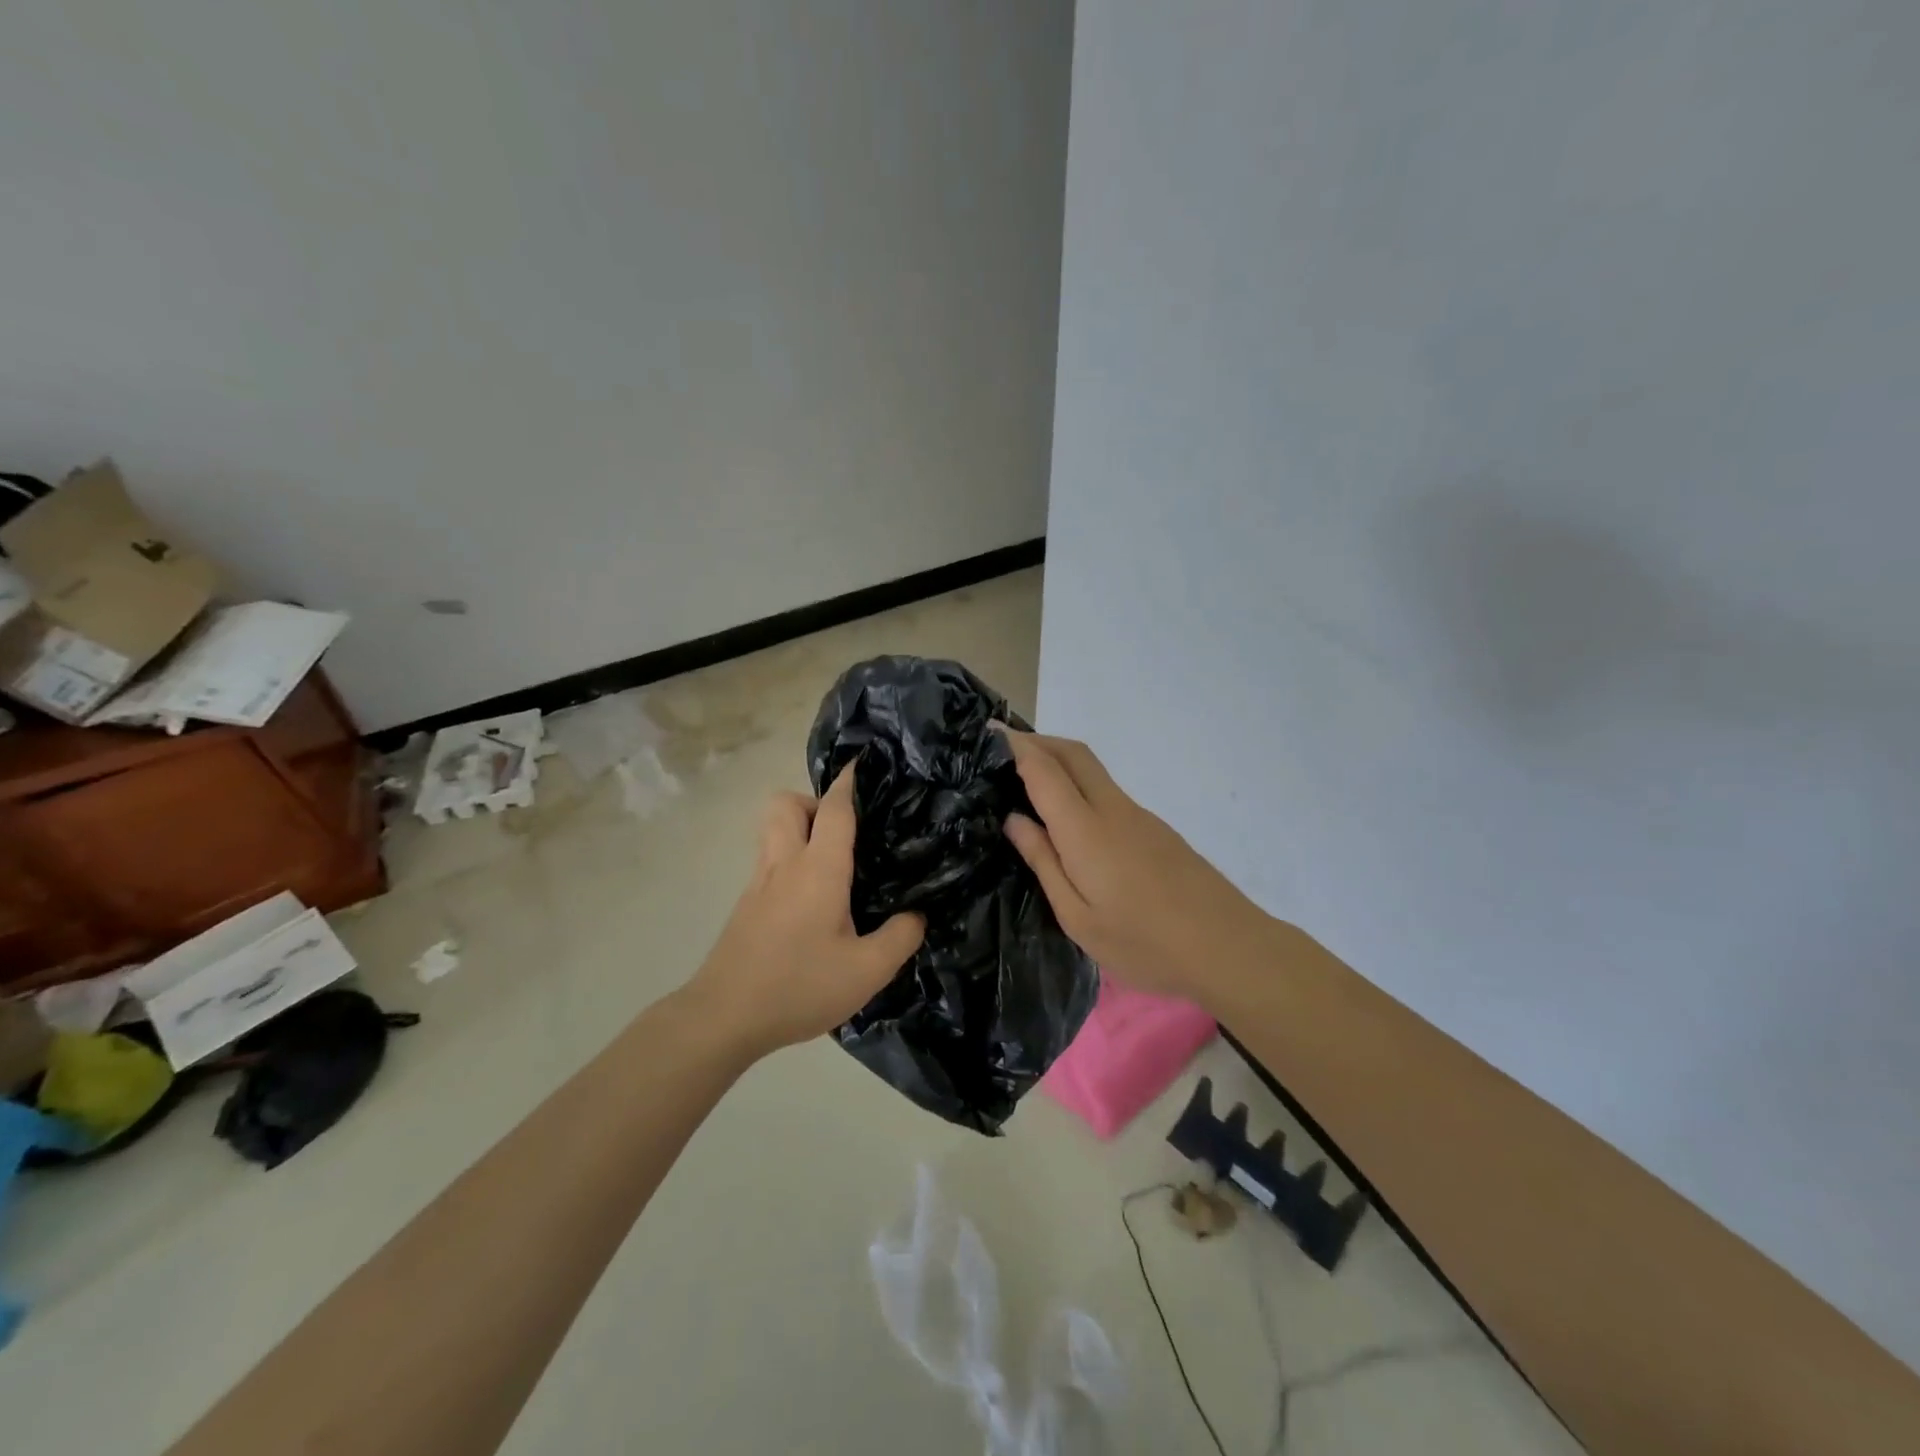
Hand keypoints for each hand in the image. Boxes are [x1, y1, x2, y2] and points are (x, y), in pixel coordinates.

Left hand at [686, 766, 925, 1057]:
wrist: (723, 1017)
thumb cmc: (798, 987)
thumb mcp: (866, 971)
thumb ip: (900, 937)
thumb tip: (917, 914)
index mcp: (819, 869)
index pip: (834, 809)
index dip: (849, 782)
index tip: (864, 763)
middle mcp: (785, 864)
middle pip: (785, 804)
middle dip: (814, 802)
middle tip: (844, 832)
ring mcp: (759, 884)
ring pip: (773, 830)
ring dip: (799, 829)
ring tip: (832, 864)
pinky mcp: (746, 906)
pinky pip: (770, 861)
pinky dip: (790, 861)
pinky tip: (812, 900)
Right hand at [999, 730, 1272, 1008]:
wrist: (1228, 946)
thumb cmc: (1144, 942)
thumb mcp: (1078, 917)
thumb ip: (1044, 862)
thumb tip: (1014, 819)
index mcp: (1085, 829)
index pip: (1043, 769)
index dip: (1014, 746)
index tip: (985, 732)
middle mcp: (1112, 808)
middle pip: (1073, 753)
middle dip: (1037, 740)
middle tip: (1002, 750)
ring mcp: (1138, 815)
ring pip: (1092, 769)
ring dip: (1058, 760)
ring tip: (1025, 780)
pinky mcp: (1155, 828)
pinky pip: (1106, 790)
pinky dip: (1077, 783)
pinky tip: (1067, 815)